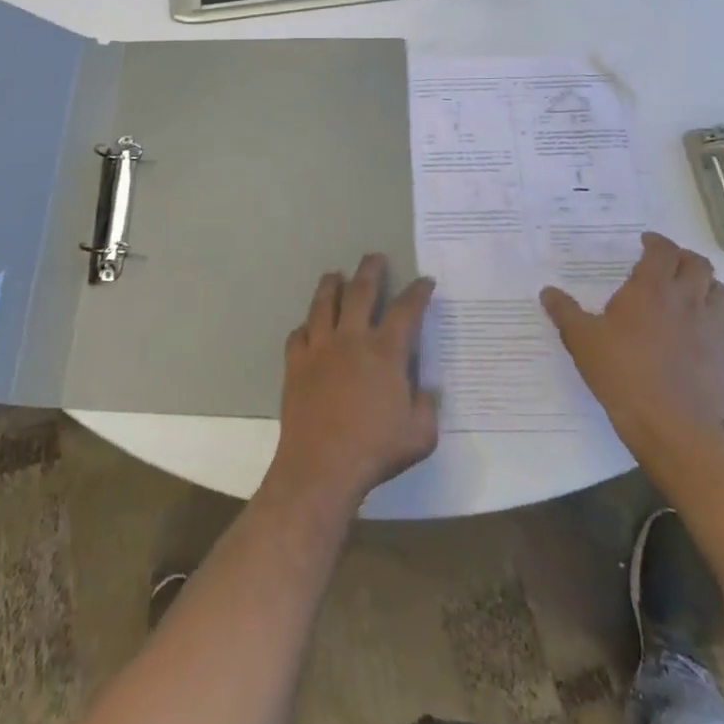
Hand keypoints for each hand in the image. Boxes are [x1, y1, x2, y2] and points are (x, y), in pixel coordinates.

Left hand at [267, 255, 438, 512]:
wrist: (321, 466)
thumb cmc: (375, 450)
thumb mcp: (420, 435)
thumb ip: (427, 407)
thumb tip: (426, 389)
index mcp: (385, 352)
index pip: (405, 310)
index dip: (417, 293)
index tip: (424, 281)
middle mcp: (351, 339)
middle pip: (360, 292)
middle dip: (370, 271)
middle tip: (374, 257)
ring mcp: (319, 348)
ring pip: (323, 305)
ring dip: (330, 285)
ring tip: (334, 274)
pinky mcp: (295, 364)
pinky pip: (298, 335)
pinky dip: (304, 327)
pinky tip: (307, 326)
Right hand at [541, 231, 723, 455]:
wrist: (670, 425)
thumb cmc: (621, 374)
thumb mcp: (581, 340)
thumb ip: (565, 312)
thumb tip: (547, 292)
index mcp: (651, 289)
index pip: (663, 250)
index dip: (656, 242)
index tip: (645, 243)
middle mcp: (688, 300)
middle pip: (698, 264)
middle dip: (683, 259)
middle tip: (668, 265)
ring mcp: (716, 327)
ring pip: (723, 292)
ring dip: (708, 287)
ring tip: (692, 295)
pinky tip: (710, 331)